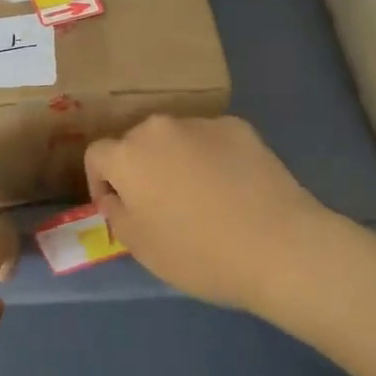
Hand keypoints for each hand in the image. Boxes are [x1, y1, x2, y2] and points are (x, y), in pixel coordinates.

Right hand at [85, 116, 335, 313]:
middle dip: (141, 169)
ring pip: (176, 139)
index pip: (97, 155)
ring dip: (177, 160)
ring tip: (201, 197)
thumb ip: (117, 214)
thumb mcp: (141, 248)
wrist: (279, 246)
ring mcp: (203, 122)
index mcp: (129, 154)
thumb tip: (117, 197)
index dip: (100, 182)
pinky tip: (233, 188)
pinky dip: (213, 158)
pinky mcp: (240, 127)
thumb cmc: (198, 254)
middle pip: (137, 143)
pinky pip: (213, 140)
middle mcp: (160, 127)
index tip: (118, 208)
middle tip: (160, 204)